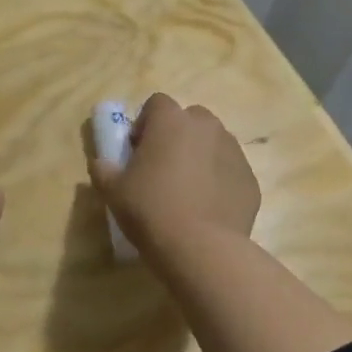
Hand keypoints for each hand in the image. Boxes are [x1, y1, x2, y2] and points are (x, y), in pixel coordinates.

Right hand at [89, 93, 259, 252]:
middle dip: (176, 136)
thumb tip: (101, 163)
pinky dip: (219, 180)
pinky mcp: (250, 179)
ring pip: (213, 143)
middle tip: (162, 167)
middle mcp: (206, 127)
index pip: (156, 103)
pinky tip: (206, 207)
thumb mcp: (113, 191)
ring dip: (199, 156)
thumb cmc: (151, 210)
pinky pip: (229, 170)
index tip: (137, 151)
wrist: (202, 248)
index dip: (145, 123)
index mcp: (171, 121)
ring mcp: (233, 151)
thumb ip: (103, 169)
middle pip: (190, 119)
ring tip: (186, 190)